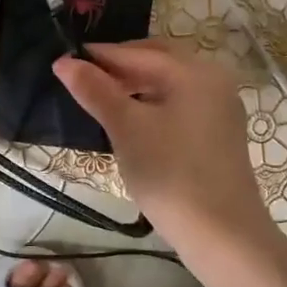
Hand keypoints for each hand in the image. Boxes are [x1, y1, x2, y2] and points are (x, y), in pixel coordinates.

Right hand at [54, 40, 272, 251]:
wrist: (222, 234)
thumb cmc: (171, 173)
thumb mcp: (126, 128)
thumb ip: (95, 91)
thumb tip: (63, 61)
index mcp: (194, 72)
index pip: (138, 52)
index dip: (100, 56)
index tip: (65, 60)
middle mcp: (213, 80)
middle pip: (159, 61)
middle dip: (121, 66)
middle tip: (84, 78)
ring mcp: (220, 108)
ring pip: (170, 84)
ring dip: (136, 86)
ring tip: (102, 100)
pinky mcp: (219, 134)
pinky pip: (180, 105)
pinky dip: (153, 104)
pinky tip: (131, 122)